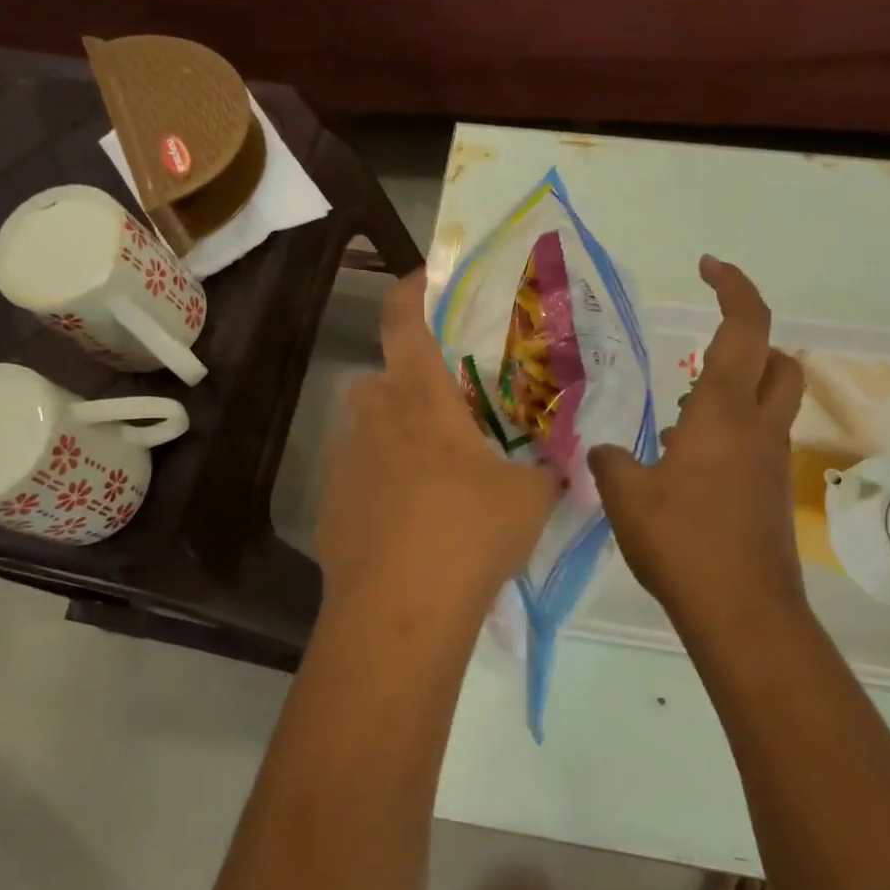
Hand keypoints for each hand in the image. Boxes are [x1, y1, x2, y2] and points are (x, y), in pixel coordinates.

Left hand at [317, 270, 559, 636]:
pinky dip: (381, 489)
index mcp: (421, 402)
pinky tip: (410, 526)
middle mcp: (373, 423)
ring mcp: (345, 468)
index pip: (405, 325)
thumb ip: (545, 475)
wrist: (400, 611)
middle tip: (443, 413)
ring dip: (393, 441)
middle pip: (376, 381)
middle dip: (403, 386)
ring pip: (366, 434)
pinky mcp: (331, 511)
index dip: (411, 292)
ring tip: (433, 478)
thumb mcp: (528, 499)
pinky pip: (358, 482)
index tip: (424, 279)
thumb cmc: (469, 532)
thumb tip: (558, 470)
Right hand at [588, 256, 807, 644]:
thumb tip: (606, 452)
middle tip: (707, 351)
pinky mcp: (772, 494)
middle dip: (752, 341)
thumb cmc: (683, 541)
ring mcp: (772, 462)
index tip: (708, 267)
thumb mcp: (626, 496)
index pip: (745, 326)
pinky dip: (734, 434)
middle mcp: (758, 428)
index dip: (733, 286)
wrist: (742, 610)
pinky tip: (691, 466)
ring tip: (682, 418)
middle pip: (779, 361)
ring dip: (740, 391)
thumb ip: (611, 462)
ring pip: (773, 404)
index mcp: (724, 411)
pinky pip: (760, 443)